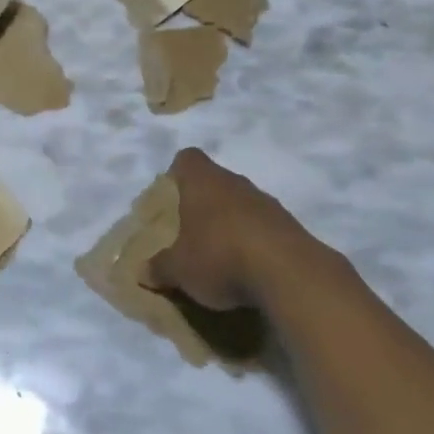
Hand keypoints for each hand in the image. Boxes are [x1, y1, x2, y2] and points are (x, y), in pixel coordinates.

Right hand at [147, 148, 332, 309]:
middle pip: (214, 182)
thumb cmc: (219, 256)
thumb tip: (143, 271)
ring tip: (220, 256)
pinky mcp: (290, 226)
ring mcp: (266, 202)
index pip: (187, 159)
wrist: (289, 274)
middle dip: (203, 204)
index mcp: (202, 180)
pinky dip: (255, 243)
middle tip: (191, 232)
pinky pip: (264, 227)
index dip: (177, 174)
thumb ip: (159, 267)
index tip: (172, 198)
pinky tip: (249, 270)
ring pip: (241, 204)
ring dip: (231, 224)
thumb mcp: (178, 269)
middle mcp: (234, 181)